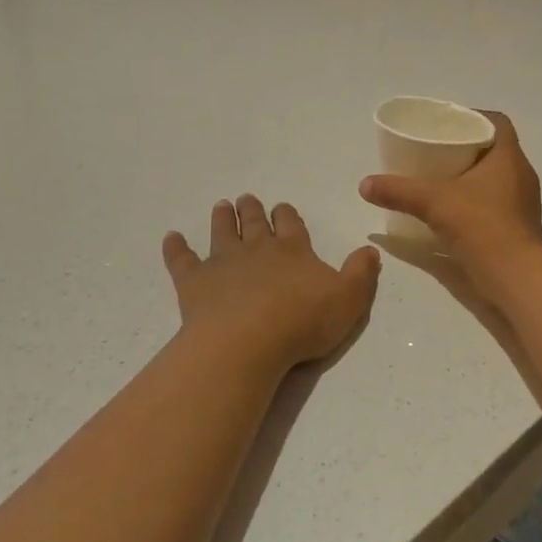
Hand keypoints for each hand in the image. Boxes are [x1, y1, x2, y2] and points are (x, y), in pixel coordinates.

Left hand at [163, 196, 380, 370]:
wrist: (247, 342)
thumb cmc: (302, 322)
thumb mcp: (349, 299)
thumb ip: (361, 273)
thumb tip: (369, 250)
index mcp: (293, 250)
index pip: (291, 224)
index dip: (287, 215)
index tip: (282, 208)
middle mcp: (257, 248)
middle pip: (254, 222)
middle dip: (252, 210)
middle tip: (247, 199)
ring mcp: (223, 262)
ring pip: (222, 231)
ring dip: (222, 218)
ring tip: (221, 206)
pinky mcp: (194, 281)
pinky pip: (182, 259)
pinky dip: (176, 247)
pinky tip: (171, 238)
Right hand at [359, 112, 541, 287]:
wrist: (515, 275)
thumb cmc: (480, 225)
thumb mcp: (434, 202)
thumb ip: (399, 191)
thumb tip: (365, 185)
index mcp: (509, 158)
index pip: (497, 123)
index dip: (474, 117)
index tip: (448, 125)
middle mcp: (522, 176)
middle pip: (495, 151)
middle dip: (467, 149)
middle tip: (437, 152)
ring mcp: (524, 204)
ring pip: (497, 179)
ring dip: (473, 178)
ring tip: (442, 181)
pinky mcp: (520, 228)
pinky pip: (498, 204)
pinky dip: (477, 203)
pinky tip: (455, 213)